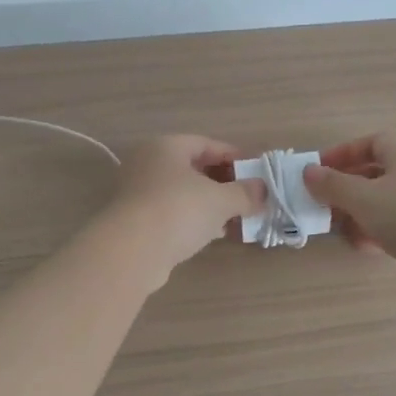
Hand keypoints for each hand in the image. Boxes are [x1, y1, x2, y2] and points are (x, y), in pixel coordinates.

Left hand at [100, 135, 265, 284]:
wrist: (131, 251)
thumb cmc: (178, 210)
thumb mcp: (220, 199)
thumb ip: (245, 193)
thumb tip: (263, 190)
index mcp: (166, 146)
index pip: (207, 144)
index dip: (235, 157)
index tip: (257, 174)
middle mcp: (148, 163)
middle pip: (194, 168)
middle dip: (223, 183)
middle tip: (248, 198)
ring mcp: (138, 192)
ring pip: (183, 193)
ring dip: (209, 204)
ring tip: (236, 218)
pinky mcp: (135, 220)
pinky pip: (172, 213)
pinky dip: (193, 219)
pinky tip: (212, 234)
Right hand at [303, 134, 395, 284]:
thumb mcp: (362, 197)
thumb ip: (332, 184)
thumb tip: (308, 171)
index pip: (372, 142)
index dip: (344, 152)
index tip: (320, 169)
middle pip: (375, 173)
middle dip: (346, 186)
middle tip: (323, 200)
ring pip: (382, 201)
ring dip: (357, 211)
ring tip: (337, 226)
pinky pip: (394, 225)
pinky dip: (374, 230)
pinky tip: (360, 245)